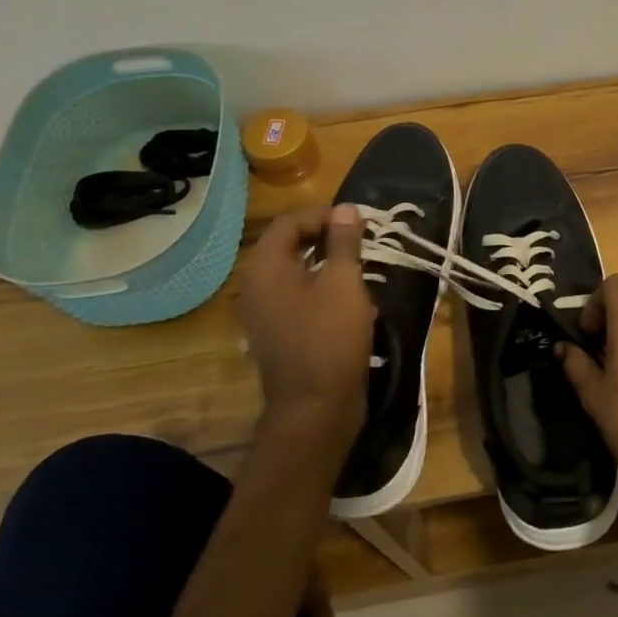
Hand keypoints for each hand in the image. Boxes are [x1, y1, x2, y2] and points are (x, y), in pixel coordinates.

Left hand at [240, 205, 374, 445]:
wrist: (315, 407)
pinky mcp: (276, 333)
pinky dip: (320, 288)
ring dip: (326, 263)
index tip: (359, 223)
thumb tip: (345, 208)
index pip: (290, 222)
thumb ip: (344, 241)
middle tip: (362, 241)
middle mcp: (255, 285)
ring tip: (360, 267)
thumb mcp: (344, 282)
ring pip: (294, 272)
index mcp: (265, 267)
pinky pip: (295, 296)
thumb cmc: (330, 336)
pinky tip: (349, 299)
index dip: (324, 215)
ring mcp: (263, 312)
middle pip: (289, 245)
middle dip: (326, 238)